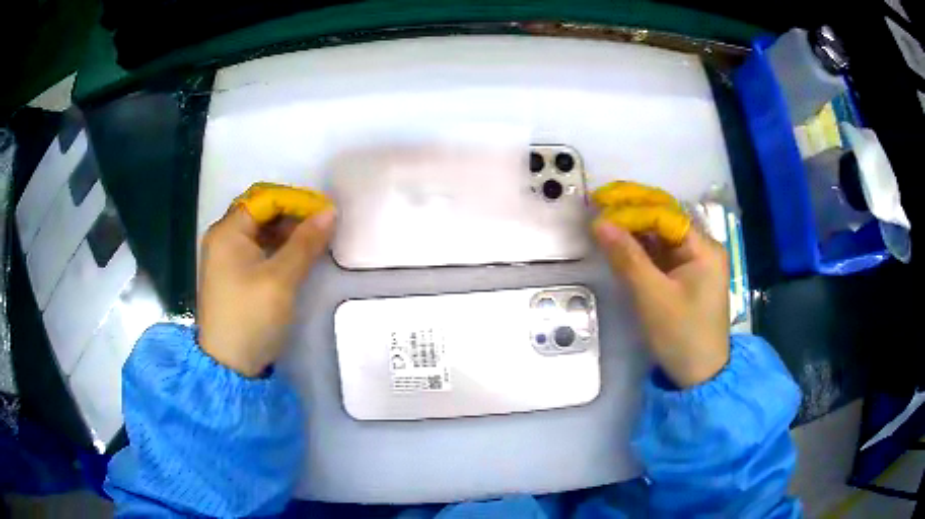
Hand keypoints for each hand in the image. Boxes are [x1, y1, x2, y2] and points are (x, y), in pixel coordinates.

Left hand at [197, 207, 335, 376]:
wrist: (229, 365)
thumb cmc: (251, 317)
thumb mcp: (281, 279)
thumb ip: (306, 243)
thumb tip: (330, 212)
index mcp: (228, 231)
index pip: (265, 198)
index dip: (296, 200)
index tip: (325, 212)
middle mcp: (223, 237)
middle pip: (260, 211)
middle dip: (292, 214)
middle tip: (322, 226)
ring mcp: (225, 257)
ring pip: (259, 230)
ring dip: (286, 231)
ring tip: (314, 241)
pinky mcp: (231, 274)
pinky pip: (256, 248)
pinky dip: (277, 247)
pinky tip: (295, 256)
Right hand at [594, 220, 729, 387]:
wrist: (698, 377)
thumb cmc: (681, 335)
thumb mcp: (652, 297)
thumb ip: (627, 257)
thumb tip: (599, 222)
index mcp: (704, 248)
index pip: (666, 214)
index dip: (633, 207)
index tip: (601, 206)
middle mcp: (702, 249)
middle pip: (666, 219)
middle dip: (633, 210)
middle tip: (599, 203)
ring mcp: (694, 263)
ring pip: (661, 235)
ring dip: (634, 228)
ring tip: (604, 221)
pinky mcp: (685, 278)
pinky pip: (661, 254)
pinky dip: (641, 248)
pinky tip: (621, 243)